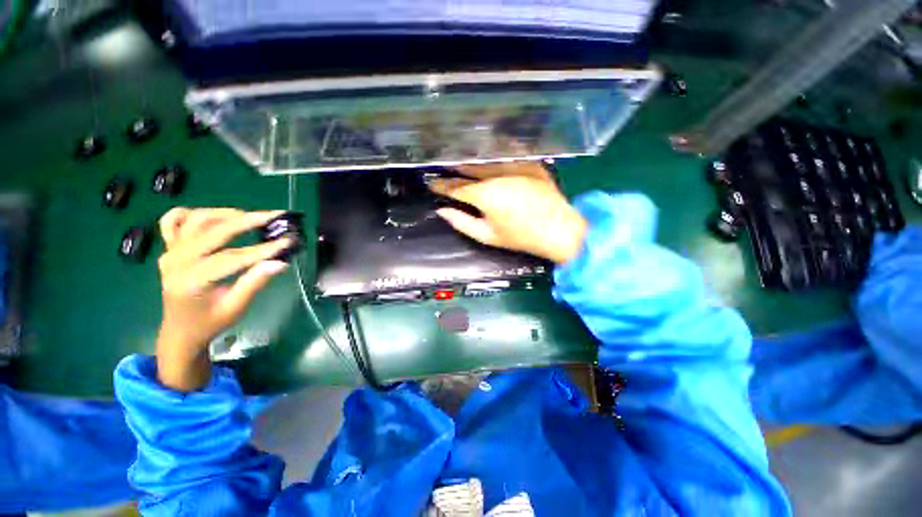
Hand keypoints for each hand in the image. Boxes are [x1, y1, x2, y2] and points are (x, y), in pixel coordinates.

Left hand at [156, 208, 292, 391]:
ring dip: (224, 214)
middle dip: (248, 221)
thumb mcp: (235, 307)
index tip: (288, 241)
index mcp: (192, 281)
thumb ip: (255, 282)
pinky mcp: (168, 249)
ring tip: (250, 216)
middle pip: (214, 232)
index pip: (232, 258)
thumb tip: (281, 262)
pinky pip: (173, 221)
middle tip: (275, 216)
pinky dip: (191, 214)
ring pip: (195, 220)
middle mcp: (176, 262)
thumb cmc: (210, 322)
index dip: (262, 249)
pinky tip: (212, 217)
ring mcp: (169, 252)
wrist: (180, 330)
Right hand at [429, 162, 586, 263]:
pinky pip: (506, 155)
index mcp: (486, 195)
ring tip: (459, 162)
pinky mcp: (530, 162)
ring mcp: (516, 166)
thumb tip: (442, 211)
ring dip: (471, 160)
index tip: (432, 184)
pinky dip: (493, 156)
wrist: (559, 230)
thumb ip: (462, 223)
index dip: (442, 186)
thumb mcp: (487, 236)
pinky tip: (486, 156)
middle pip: (469, 169)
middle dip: (454, 170)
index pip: (456, 188)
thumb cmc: (520, 237)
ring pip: (486, 159)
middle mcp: (498, 175)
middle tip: (443, 169)